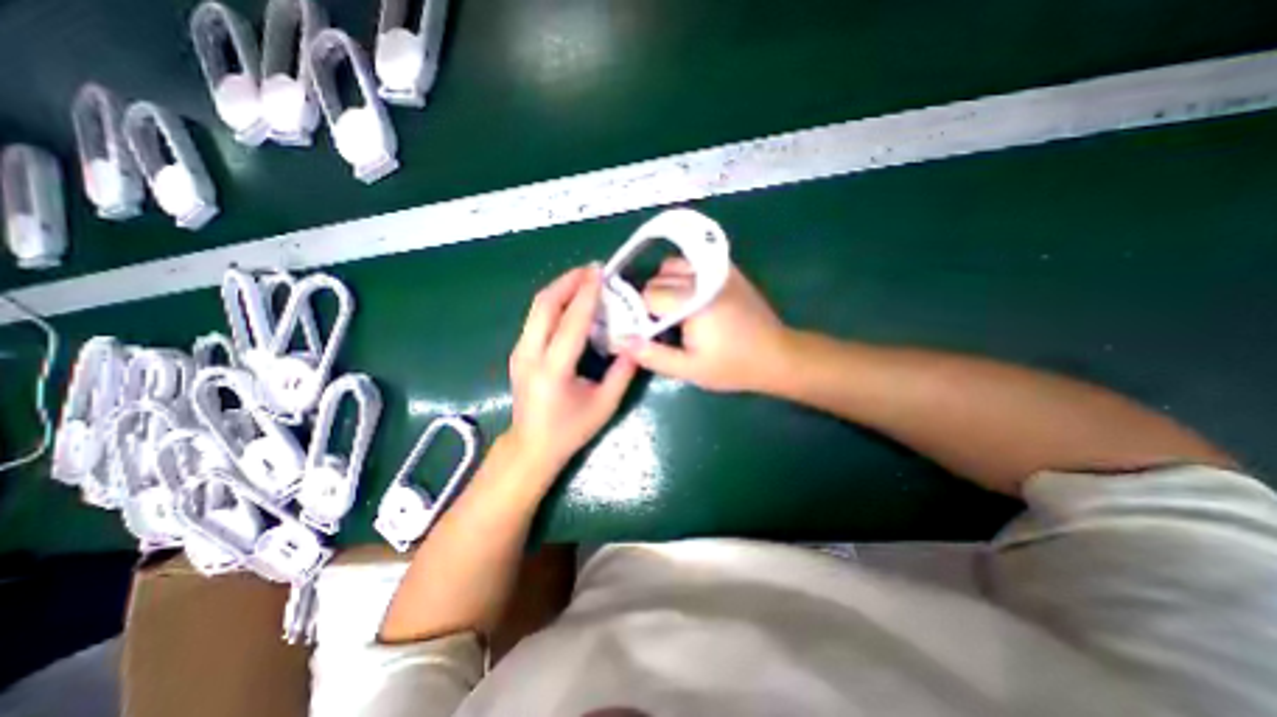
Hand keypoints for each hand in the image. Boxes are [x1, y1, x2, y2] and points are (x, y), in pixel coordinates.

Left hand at [503, 267, 633, 472]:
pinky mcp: (518, 352)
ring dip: (560, 288)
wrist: (531, 446)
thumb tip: (637, 343)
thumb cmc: (570, 430)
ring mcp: (519, 352)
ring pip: (536, 308)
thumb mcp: (604, 405)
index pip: (571, 321)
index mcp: (553, 370)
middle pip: (544, 304)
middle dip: (568, 281)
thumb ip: (623, 372)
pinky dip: (554, 302)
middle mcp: (529, 355)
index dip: (586, 293)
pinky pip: (536, 318)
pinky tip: (570, 301)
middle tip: (591, 270)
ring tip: (583, 279)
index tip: (599, 272)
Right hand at [618, 259, 788, 390]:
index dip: (643, 315)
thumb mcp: (689, 369)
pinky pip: (693, 262)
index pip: (648, 295)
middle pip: (658, 279)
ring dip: (666, 285)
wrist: (776, 355)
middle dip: (653, 302)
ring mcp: (717, 269)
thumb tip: (620, 340)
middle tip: (664, 326)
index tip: (650, 333)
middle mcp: (702, 277)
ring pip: (672, 266)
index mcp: (692, 301)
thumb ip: (652, 356)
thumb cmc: (732, 366)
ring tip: (675, 310)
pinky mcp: (728, 270)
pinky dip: (684, 275)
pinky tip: (690, 296)